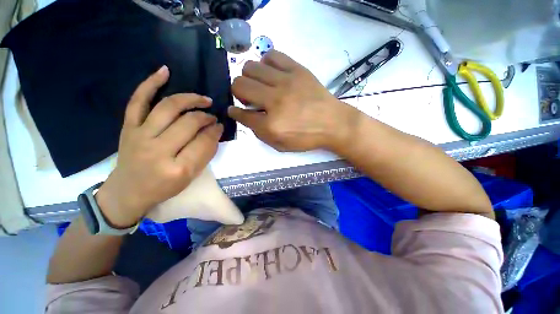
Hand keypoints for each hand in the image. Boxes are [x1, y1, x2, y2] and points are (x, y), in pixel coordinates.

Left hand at [95, 66, 223, 227]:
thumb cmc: (163, 188)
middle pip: (189, 123)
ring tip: (203, 99)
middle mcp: (157, 150)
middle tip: (212, 117)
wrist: (127, 191)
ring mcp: (139, 135)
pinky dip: (150, 84)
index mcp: (177, 168)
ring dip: (190, 99)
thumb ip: (205, 154)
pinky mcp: (128, 127)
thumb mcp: (191, 177)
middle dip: (206, 117)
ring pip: (169, 107)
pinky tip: (164, 71)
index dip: (215, 131)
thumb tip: (215, 131)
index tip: (220, 126)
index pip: (204, 142)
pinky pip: (138, 101)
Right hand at [228, 50, 359, 151]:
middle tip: (248, 98)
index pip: (242, 114)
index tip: (234, 110)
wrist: (334, 124)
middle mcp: (275, 101)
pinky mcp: (297, 70)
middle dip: (238, 92)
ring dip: (249, 77)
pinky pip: (272, 56)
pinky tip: (271, 74)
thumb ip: (260, 133)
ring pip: (251, 67)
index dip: (234, 112)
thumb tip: (245, 115)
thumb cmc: (307, 137)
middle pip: (240, 85)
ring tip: (259, 85)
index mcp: (272, 125)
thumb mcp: (281, 145)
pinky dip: (266, 64)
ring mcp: (286, 82)